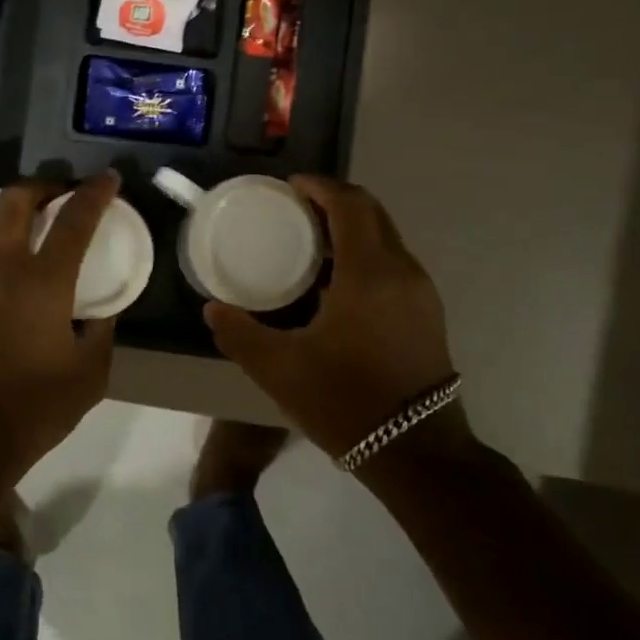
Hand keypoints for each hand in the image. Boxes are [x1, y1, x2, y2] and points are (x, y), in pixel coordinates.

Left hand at [0, 172, 119, 479]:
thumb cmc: (36, 406)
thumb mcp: (91, 373)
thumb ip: (102, 330)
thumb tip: (103, 308)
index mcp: (42, 281)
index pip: (74, 219)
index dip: (95, 193)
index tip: (109, 179)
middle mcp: (1, 268)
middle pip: (15, 199)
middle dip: (42, 186)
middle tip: (62, 196)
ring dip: (17, 226)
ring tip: (37, 248)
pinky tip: (10, 293)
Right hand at [205, 176, 463, 459]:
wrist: (418, 454)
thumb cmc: (346, 402)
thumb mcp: (279, 370)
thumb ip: (239, 333)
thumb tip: (212, 309)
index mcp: (368, 274)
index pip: (349, 205)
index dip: (319, 187)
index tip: (288, 186)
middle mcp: (402, 271)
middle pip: (372, 212)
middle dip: (334, 200)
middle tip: (294, 208)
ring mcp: (420, 292)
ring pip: (386, 237)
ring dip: (351, 226)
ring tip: (310, 240)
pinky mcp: (427, 312)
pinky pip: (393, 262)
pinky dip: (364, 252)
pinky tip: (335, 280)